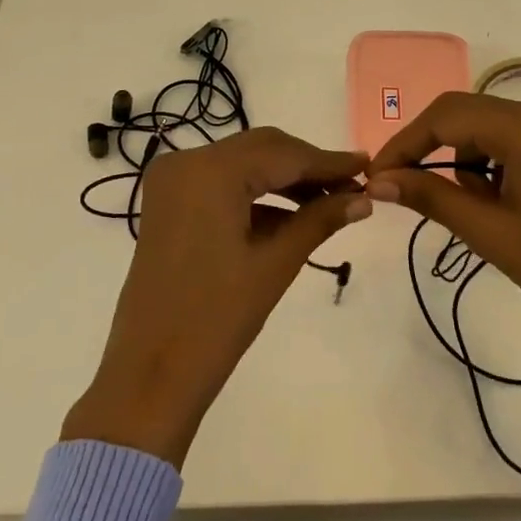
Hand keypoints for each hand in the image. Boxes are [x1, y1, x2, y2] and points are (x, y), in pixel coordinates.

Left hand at [62, 129, 370, 467]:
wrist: (152, 370)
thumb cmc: (217, 318)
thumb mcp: (275, 264)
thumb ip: (320, 219)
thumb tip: (364, 198)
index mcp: (210, 171)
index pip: (283, 154)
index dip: (329, 161)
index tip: (368, 166)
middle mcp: (186, 161)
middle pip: (261, 149)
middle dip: (307, 167)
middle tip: (353, 186)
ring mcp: (171, 180)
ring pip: (242, 164)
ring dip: (283, 179)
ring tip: (330, 202)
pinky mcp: (168, 202)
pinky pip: (221, 183)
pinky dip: (256, 194)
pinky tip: (292, 214)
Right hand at [363, 92, 520, 353]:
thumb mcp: (487, 231)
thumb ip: (429, 196)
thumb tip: (377, 182)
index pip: (446, 116)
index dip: (405, 143)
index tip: (377, 176)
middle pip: (464, 112)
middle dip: (428, 147)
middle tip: (400, 185)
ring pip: (484, 124)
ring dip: (460, 157)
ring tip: (465, 205)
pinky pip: (508, 137)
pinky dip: (487, 160)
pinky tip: (493, 199)